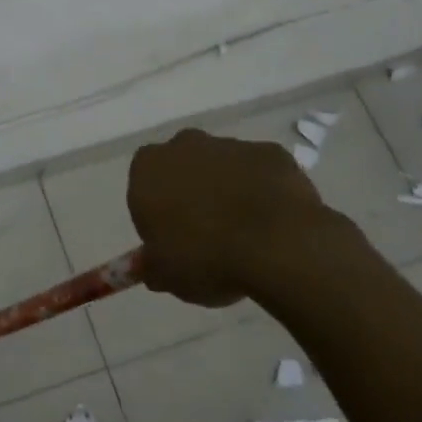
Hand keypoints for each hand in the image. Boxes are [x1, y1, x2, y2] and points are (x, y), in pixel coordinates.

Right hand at [127, 128, 353, 308]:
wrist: (277, 247)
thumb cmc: (205, 258)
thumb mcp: (166, 275)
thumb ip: (153, 265)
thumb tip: (151, 267)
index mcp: (148, 169)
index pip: (143, 182)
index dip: (156, 209)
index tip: (171, 237)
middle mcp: (184, 145)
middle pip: (182, 165)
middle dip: (192, 190)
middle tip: (206, 232)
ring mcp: (231, 145)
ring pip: (223, 166)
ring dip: (229, 190)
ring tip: (246, 233)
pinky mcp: (271, 152)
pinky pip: (261, 172)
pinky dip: (264, 190)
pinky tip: (275, 222)